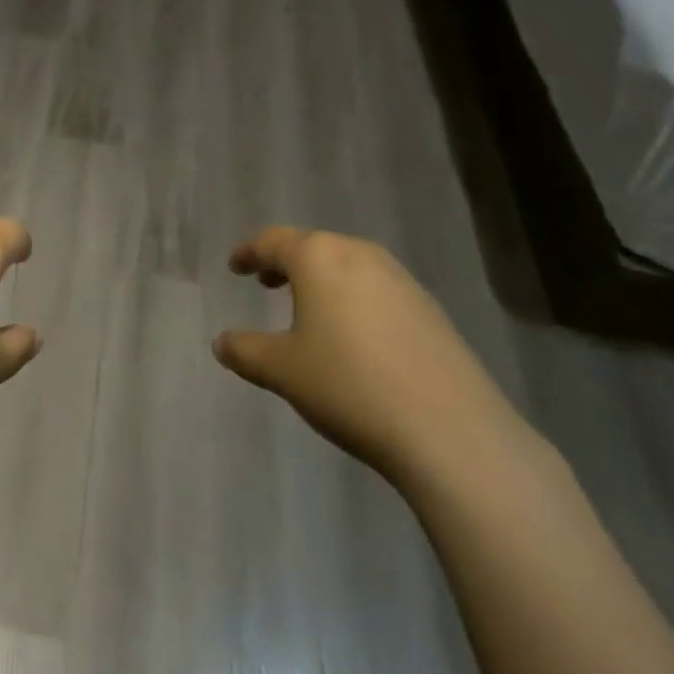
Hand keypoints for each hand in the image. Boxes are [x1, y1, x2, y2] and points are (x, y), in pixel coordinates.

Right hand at [212, 227, 530, 488]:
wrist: (452, 432)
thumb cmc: (350, 387)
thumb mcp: (284, 371)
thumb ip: (246, 351)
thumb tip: (221, 342)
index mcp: (318, 257)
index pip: (273, 241)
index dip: (249, 251)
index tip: (235, 266)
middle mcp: (359, 254)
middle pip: (313, 246)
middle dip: (286, 262)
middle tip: (267, 282)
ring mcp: (400, 279)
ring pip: (347, 265)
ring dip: (322, 280)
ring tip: (309, 309)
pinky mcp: (429, 309)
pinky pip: (377, 289)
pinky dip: (354, 298)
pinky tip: (356, 336)